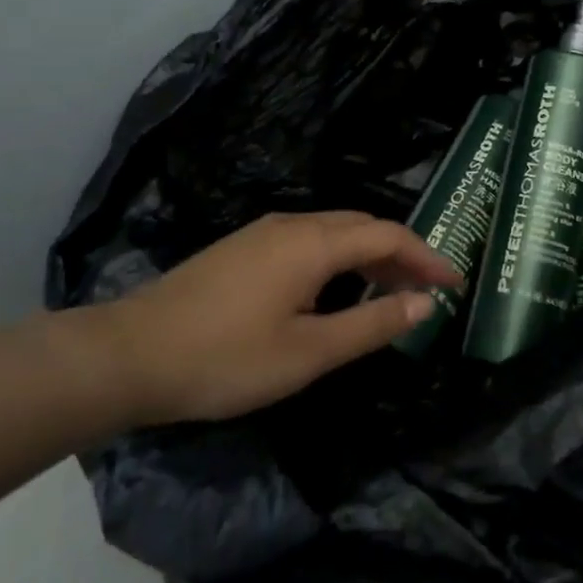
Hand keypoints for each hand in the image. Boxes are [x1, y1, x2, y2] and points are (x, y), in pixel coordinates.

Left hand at [79, 211, 460, 424]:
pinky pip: (310, 242)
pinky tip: (339, 291)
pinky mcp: (244, 249)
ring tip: (392, 293)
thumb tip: (423, 304)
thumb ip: (371, 326)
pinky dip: (341, 260)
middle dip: (402, 254)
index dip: (427, 257)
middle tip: (428, 291)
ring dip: (370, 257)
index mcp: (313, 242)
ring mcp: (264, 233)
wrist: (128, 355)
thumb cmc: (224, 358)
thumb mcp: (307, 353)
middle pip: (363, 226)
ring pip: (335, 232)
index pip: (388, 235)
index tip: (455, 284)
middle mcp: (293, 224)